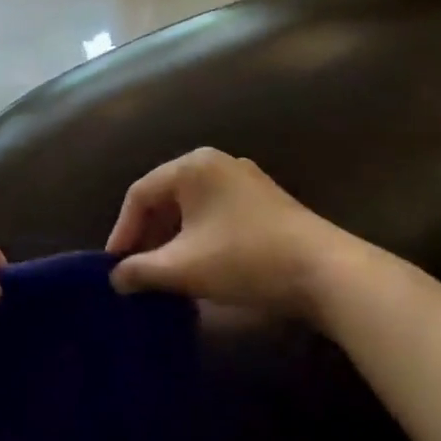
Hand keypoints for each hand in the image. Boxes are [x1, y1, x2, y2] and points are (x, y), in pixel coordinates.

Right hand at [105, 148, 352, 314]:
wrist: (326, 272)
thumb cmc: (244, 259)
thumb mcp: (183, 268)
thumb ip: (140, 271)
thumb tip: (116, 278)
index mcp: (192, 166)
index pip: (140, 193)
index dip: (122, 230)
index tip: (114, 266)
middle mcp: (217, 163)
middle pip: (166, 197)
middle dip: (147, 235)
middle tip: (136, 269)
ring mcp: (245, 179)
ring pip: (192, 207)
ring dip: (172, 238)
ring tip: (163, 271)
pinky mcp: (265, 201)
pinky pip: (216, 213)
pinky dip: (198, 236)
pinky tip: (198, 264)